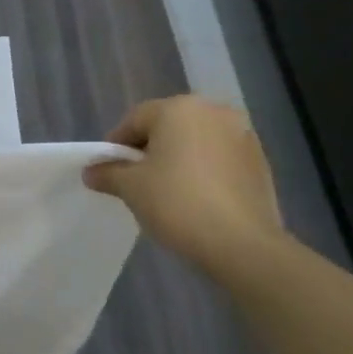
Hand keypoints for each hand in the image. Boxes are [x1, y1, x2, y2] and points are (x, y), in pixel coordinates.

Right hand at [83, 96, 289, 272]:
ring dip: (179, 160)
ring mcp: (242, 135)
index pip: (135, 120)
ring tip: (168, 192)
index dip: (116, 146)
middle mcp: (213, 111)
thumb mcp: (131, 188)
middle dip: (150, 150)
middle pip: (168, 127)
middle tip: (136, 181)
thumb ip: (108, 173)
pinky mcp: (261, 162)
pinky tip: (198, 199)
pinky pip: (220, 159)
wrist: (243, 245)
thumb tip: (91, 171)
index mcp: (179, 108)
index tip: (108, 171)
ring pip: (196, 142)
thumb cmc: (177, 203)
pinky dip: (205, 172)